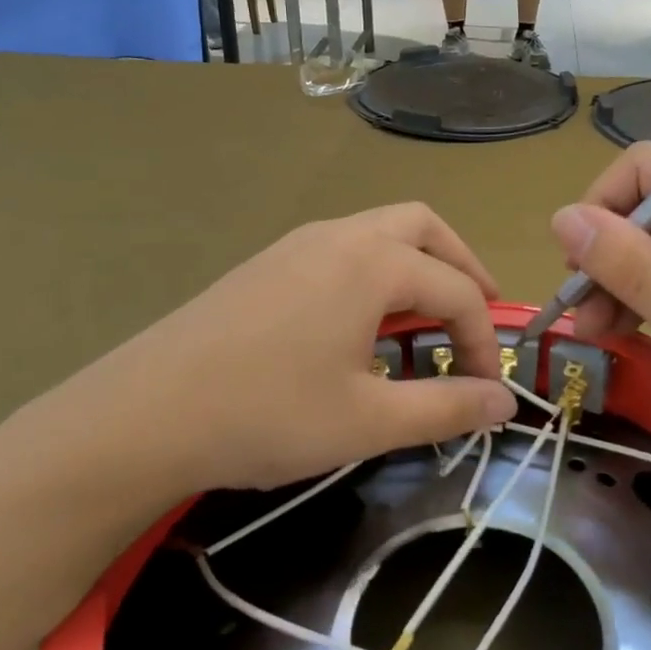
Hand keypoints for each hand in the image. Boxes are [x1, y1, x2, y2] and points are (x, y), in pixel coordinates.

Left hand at [2, 204, 518, 525]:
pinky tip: (362, 323)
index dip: (482, 340)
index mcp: (373, 262)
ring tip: (425, 319)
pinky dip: (376, 271)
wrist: (144, 415)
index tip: (484, 389)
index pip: (457, 290)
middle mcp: (339, 235)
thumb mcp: (369, 421)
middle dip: (461, 267)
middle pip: (423, 228)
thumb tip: (506, 401)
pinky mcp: (267, 263)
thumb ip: (447, 408)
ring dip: (417, 265)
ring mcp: (297, 243)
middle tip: (476, 315)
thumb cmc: (267, 415)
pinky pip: (343, 248)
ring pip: (380, 231)